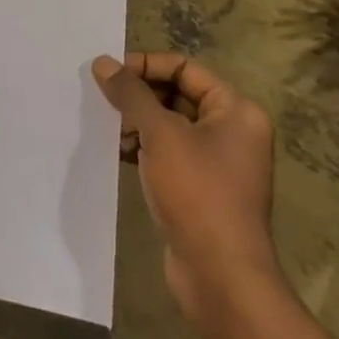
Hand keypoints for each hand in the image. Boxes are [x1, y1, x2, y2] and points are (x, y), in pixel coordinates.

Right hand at [93, 53, 283, 338]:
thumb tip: (103, 63)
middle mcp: (233, 131)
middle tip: (102, 99)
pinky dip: (143, 147)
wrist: (221, 276)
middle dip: (138, 95)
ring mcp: (218, 162)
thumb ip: (131, 94)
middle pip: (177, 94)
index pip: (185, 68)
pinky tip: (116, 152)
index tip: (109, 74)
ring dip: (137, 122)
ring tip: (106, 127)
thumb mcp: (160, 135)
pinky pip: (168, 153)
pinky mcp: (201, 188)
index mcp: (236, 111)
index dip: (146, 65)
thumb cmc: (197, 193)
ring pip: (169, 125)